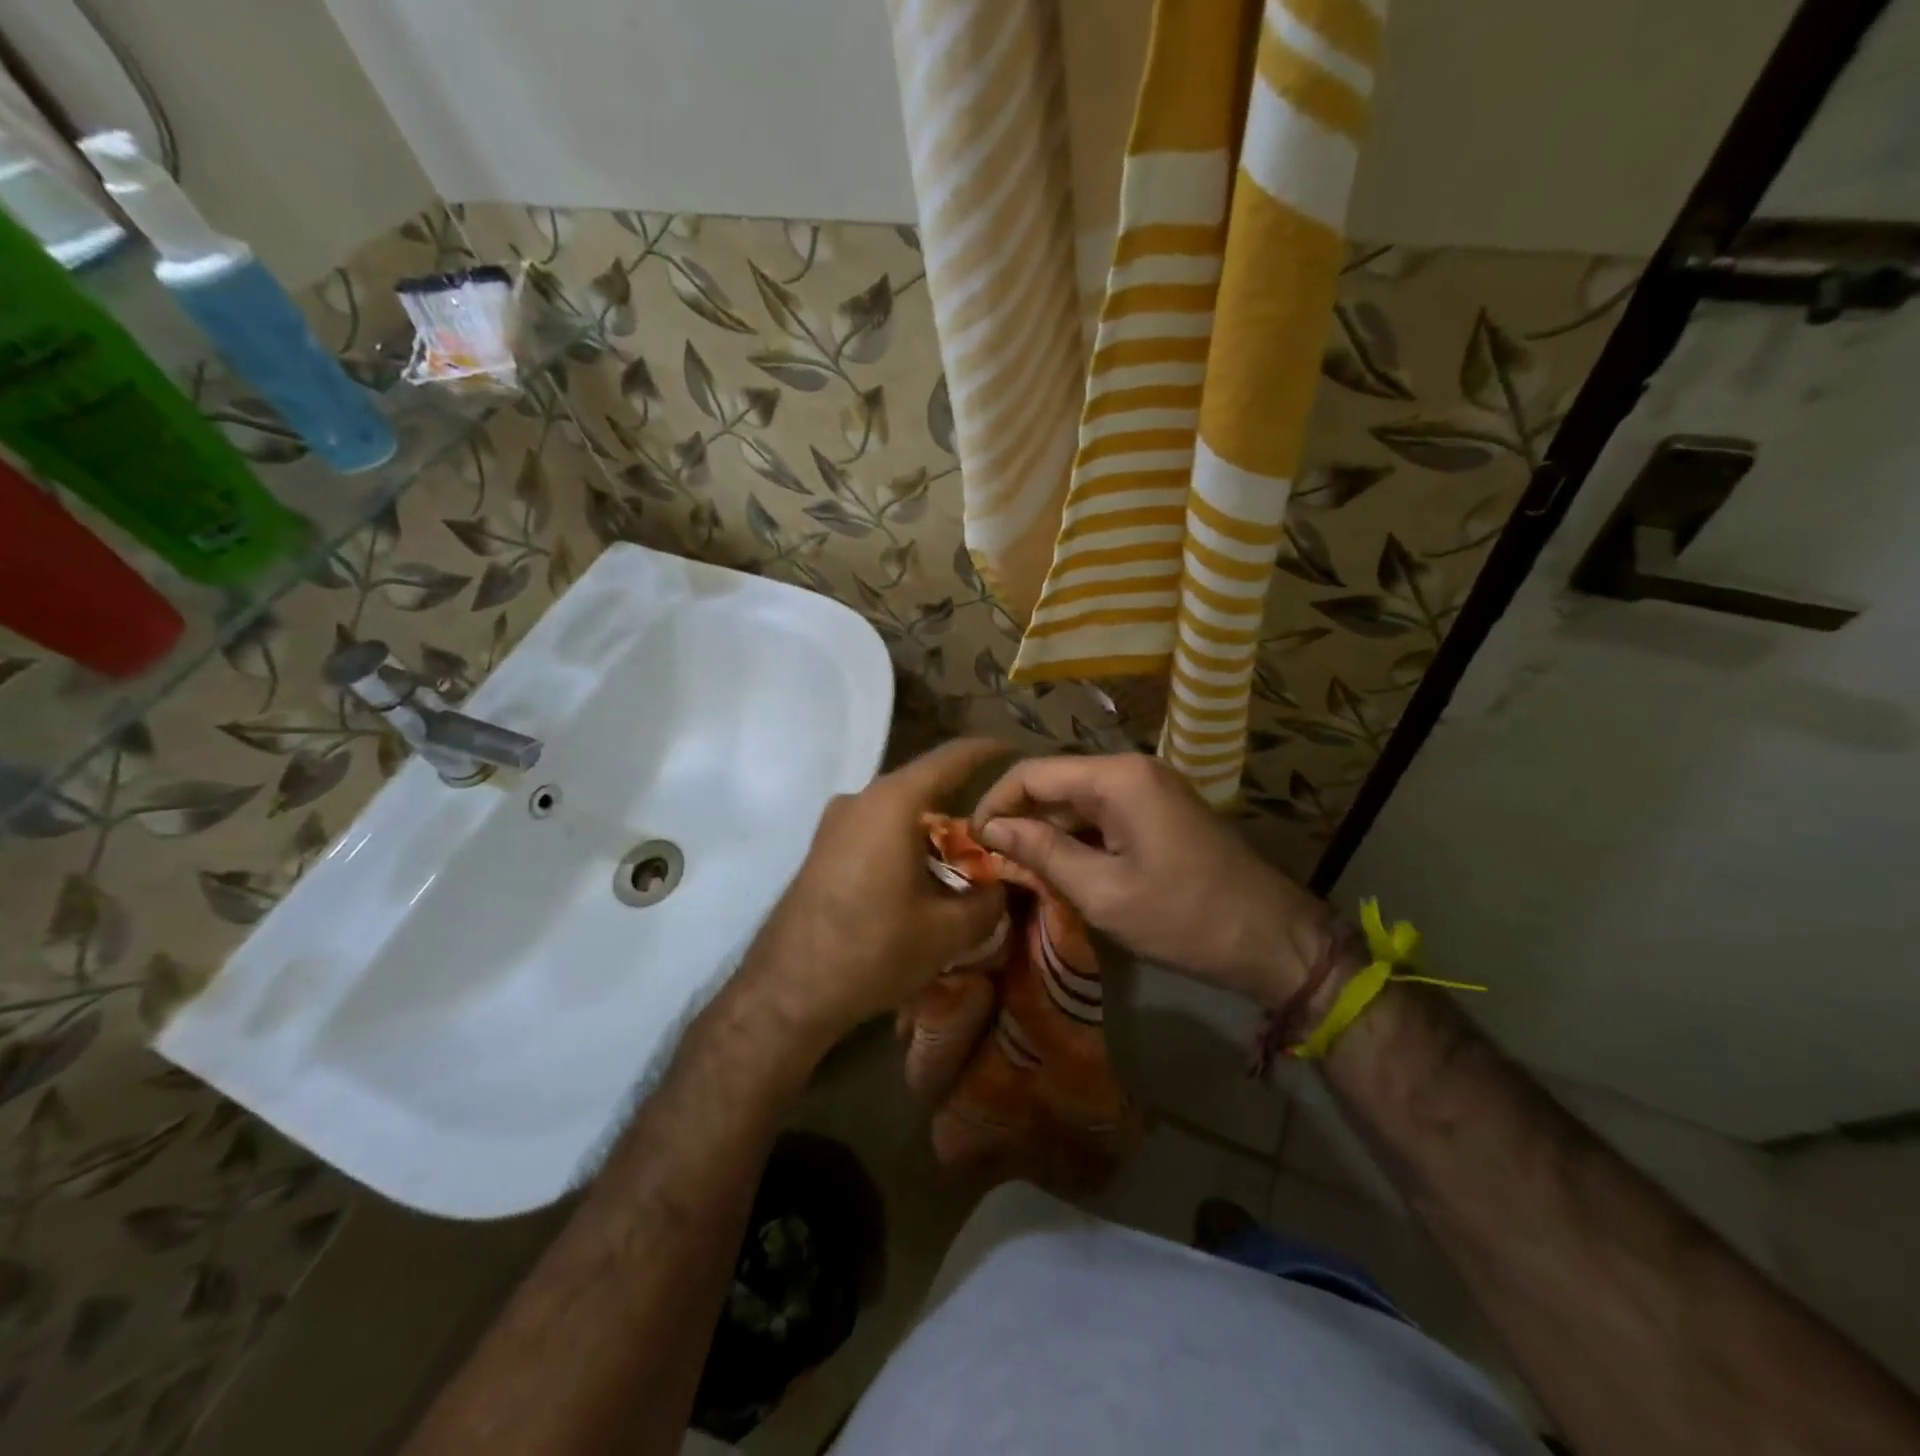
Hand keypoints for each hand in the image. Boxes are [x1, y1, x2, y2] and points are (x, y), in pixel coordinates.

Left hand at [732, 739, 1011, 1058]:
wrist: (787, 990)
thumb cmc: (873, 949)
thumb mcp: (948, 931)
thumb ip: (988, 901)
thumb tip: (1002, 887)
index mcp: (893, 802)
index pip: (951, 758)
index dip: (987, 750)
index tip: (1015, 749)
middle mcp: (861, 799)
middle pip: (924, 785)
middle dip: (963, 803)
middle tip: (999, 830)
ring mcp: (835, 822)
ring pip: (899, 810)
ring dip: (932, 828)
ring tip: (965, 860)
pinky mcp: (823, 847)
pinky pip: (876, 828)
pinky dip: (906, 841)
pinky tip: (922, 878)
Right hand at [972, 753, 1334, 1006]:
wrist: (1271, 939)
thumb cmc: (1184, 917)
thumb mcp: (1103, 891)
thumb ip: (1042, 852)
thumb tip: (989, 827)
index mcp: (1118, 778)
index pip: (1033, 773)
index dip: (995, 803)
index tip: (970, 842)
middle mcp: (1132, 770)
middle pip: (1055, 783)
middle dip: (1019, 818)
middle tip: (989, 861)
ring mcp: (1149, 789)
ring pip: (1077, 800)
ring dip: (1046, 831)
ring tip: (1016, 869)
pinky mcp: (1159, 812)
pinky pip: (1103, 815)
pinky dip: (1076, 838)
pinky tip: (1059, 869)